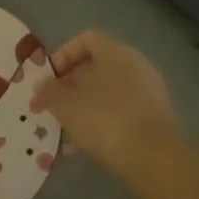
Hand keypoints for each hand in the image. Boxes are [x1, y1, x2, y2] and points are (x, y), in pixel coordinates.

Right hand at [32, 31, 177, 178]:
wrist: (156, 158)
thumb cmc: (105, 120)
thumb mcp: (65, 105)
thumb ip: (48, 91)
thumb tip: (42, 85)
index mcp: (115, 54)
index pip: (86, 39)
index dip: (63, 55)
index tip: (48, 79)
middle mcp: (135, 67)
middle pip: (95, 68)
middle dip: (68, 87)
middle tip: (49, 107)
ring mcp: (148, 93)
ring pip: (106, 94)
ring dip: (82, 109)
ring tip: (62, 131)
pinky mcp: (154, 119)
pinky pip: (120, 114)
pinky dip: (100, 125)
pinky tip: (81, 148)